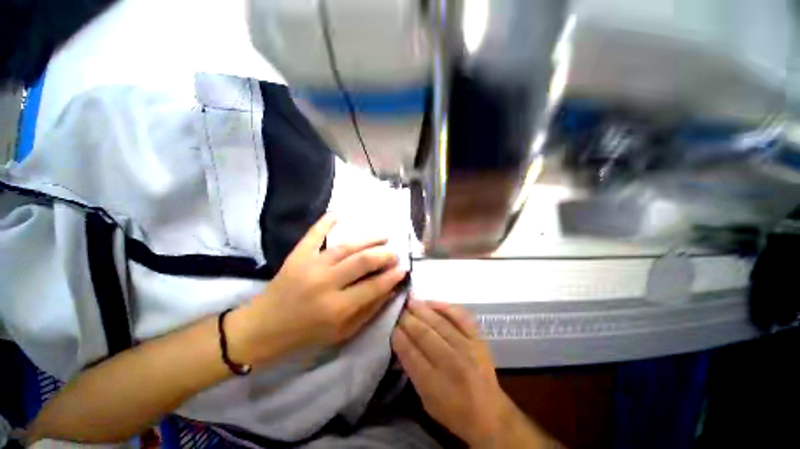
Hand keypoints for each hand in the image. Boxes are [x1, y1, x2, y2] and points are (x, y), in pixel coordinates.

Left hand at [230, 214, 407, 364]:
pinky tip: (337, 213)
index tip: (403, 269)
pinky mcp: (297, 256)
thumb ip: (369, 310)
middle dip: (384, 255)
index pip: (373, 286)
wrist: (264, 328)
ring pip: (346, 247)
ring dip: (368, 239)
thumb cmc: (307, 334)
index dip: (392, 276)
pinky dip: (325, 223)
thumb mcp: (343, 332)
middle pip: (362, 261)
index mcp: (337, 308)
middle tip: (394, 252)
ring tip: (382, 236)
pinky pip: (313, 235)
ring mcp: (310, 266)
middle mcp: (325, 284)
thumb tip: (390, 289)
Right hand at [392, 300, 505, 447]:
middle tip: (400, 312)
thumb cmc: (453, 411)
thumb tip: (401, 341)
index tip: (392, 327)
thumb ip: (412, 371)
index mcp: (435, 385)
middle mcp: (451, 364)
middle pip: (425, 335)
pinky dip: (446, 307)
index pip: (411, 354)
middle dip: (408, 320)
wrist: (490, 413)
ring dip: (423, 311)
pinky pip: (461, 317)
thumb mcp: (426, 400)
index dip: (399, 337)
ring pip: (440, 323)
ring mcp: (467, 348)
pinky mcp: (478, 339)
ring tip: (411, 302)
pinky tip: (433, 302)